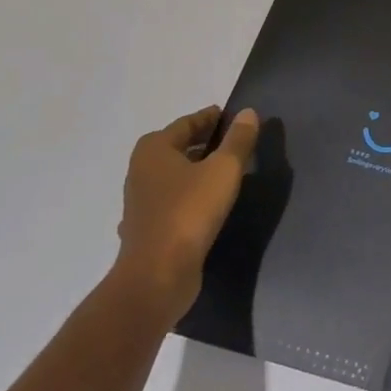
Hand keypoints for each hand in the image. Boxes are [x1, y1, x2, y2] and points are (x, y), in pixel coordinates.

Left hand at [115, 105, 258, 327]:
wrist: (157, 276)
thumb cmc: (190, 212)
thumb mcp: (224, 169)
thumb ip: (238, 139)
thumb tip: (248, 113)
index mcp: (154, 149)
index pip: (187, 123)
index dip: (211, 118)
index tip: (233, 117)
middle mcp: (142, 171)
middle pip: (178, 148)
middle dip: (205, 143)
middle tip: (235, 141)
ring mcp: (141, 202)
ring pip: (175, 176)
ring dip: (197, 170)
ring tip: (227, 171)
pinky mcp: (147, 229)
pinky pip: (173, 201)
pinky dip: (190, 196)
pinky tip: (208, 205)